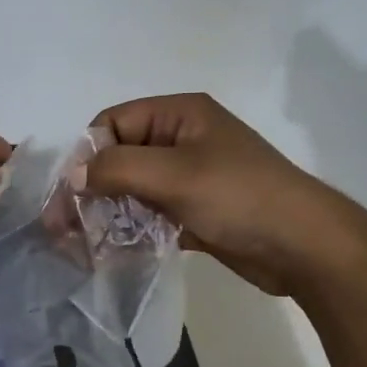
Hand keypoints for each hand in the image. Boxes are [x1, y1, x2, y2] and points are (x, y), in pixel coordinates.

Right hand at [80, 93, 366, 296]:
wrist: (304, 248)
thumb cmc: (239, 198)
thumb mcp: (175, 175)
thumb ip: (117, 169)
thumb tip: (75, 175)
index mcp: (180, 115)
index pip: (113, 123)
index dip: (88, 154)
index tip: (70, 193)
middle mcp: (181, 140)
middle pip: (119, 157)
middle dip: (90, 189)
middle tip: (62, 226)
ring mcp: (188, 177)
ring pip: (130, 188)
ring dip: (105, 213)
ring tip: (80, 244)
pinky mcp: (193, 210)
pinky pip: (148, 213)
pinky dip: (128, 229)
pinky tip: (109, 251)